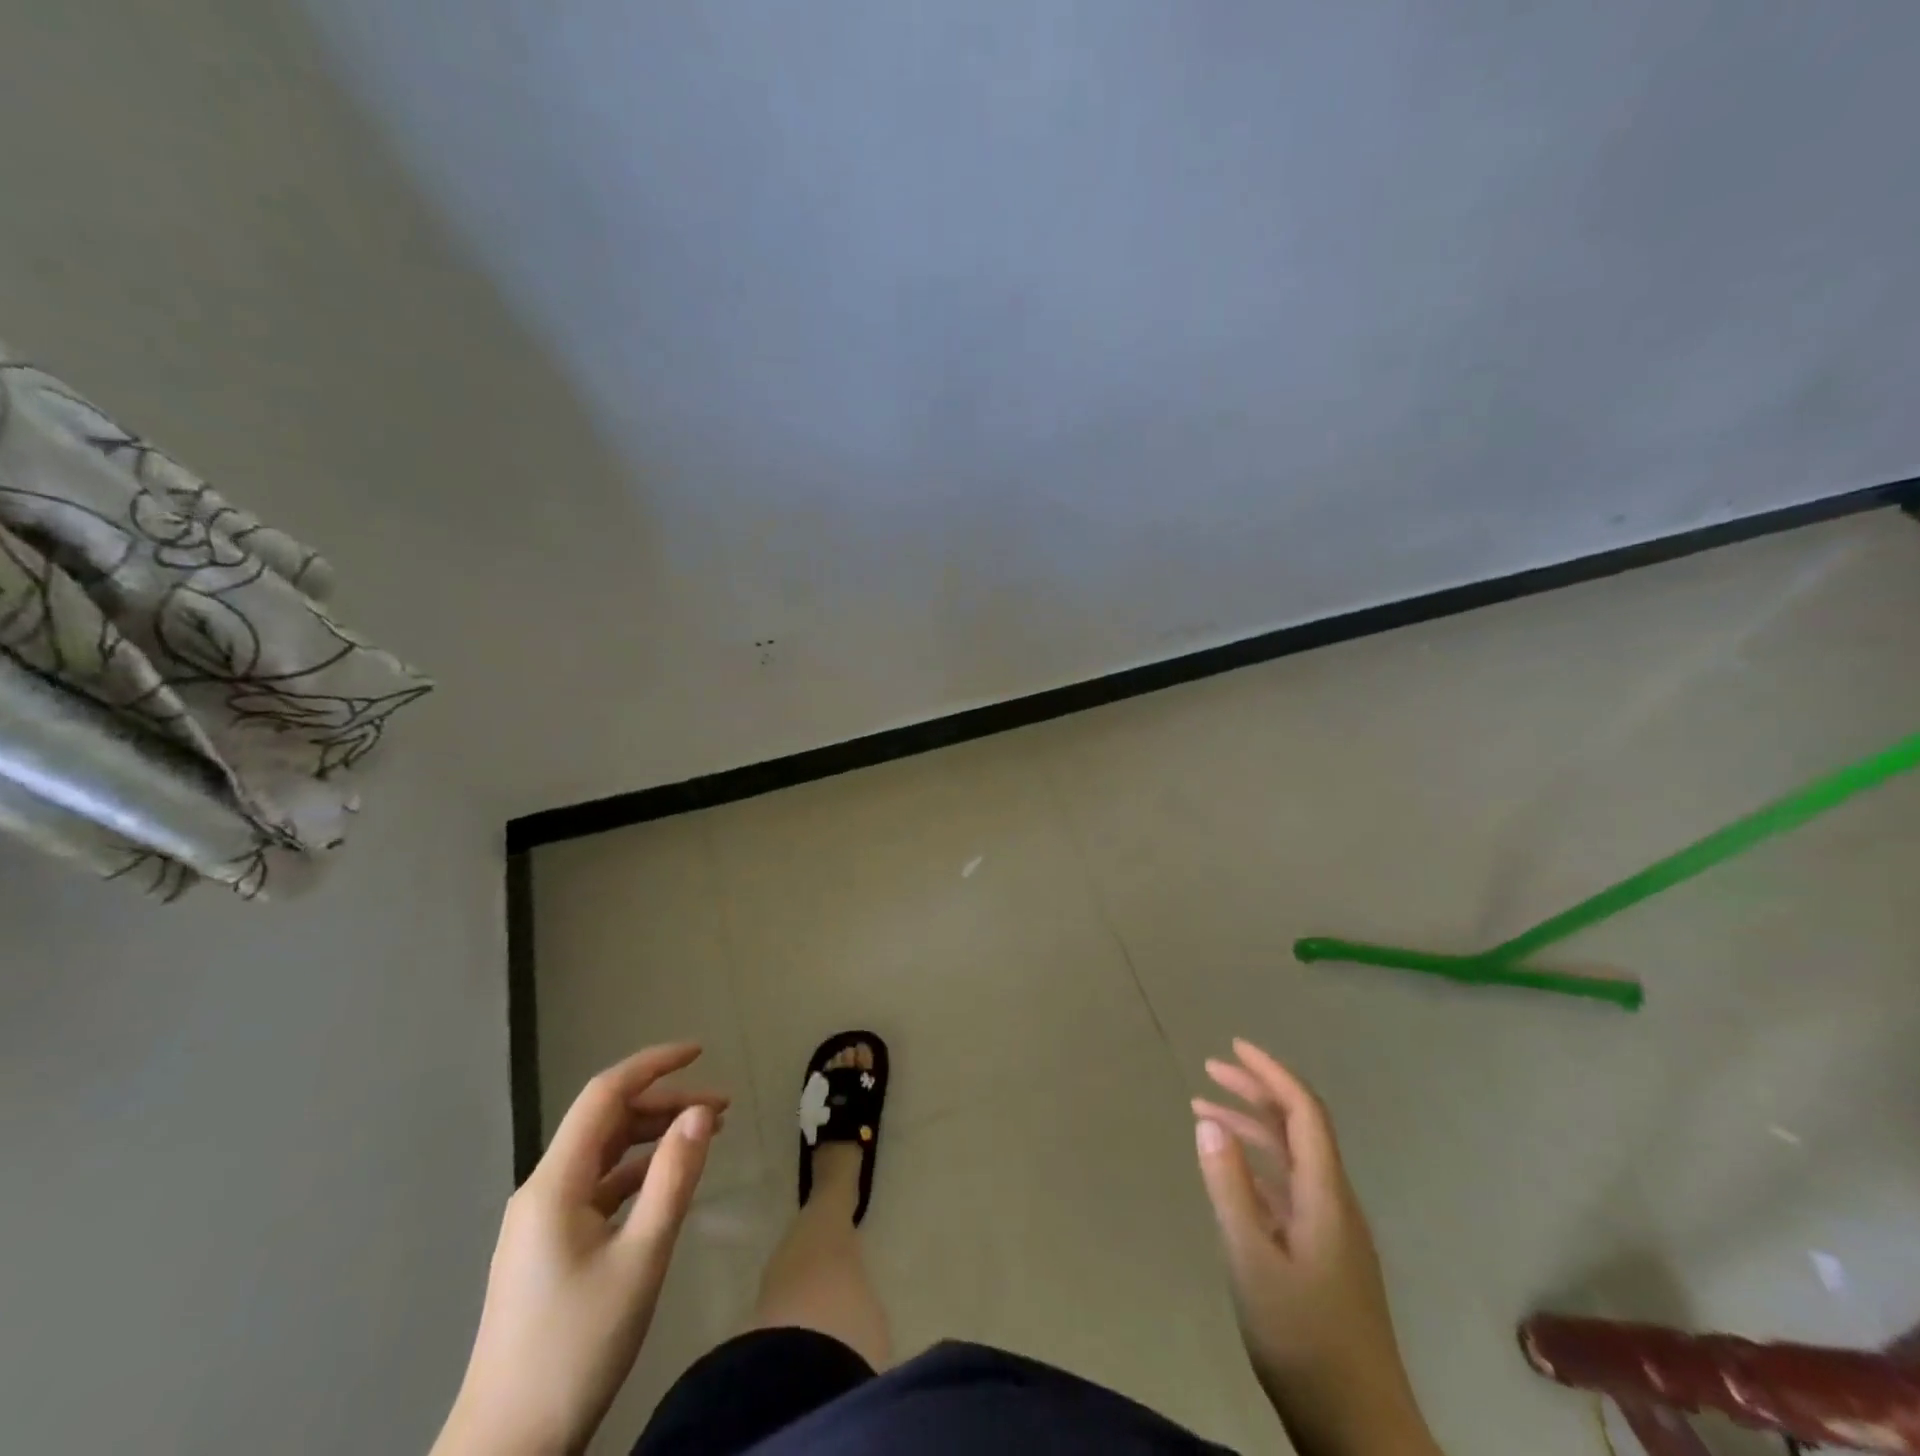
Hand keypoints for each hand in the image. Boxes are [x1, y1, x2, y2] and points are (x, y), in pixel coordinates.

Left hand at [433, 1044, 727, 1455]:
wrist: (506, 1453)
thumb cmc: (575, 1350)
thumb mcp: (640, 1260)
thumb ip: (673, 1178)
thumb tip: (701, 1112)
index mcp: (553, 1184)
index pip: (605, 1095)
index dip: (653, 1064)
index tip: (700, 1050)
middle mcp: (542, 1191)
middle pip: (607, 1122)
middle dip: (665, 1104)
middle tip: (723, 1110)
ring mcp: (542, 1222)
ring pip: (604, 1154)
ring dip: (654, 1136)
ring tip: (707, 1135)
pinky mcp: (550, 1248)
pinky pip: (599, 1188)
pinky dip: (638, 1172)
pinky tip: (670, 1180)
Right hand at [1192, 1039, 1439, 1455]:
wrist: (1360, 1431)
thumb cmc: (1304, 1340)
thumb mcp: (1252, 1259)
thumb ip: (1228, 1186)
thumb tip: (1208, 1122)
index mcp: (1326, 1195)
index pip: (1303, 1112)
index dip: (1271, 1073)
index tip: (1234, 1046)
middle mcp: (1334, 1203)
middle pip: (1298, 1128)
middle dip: (1256, 1092)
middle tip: (1210, 1070)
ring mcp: (1332, 1231)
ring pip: (1291, 1159)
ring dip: (1250, 1129)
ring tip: (1203, 1113)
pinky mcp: (1323, 1257)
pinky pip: (1288, 1189)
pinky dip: (1255, 1167)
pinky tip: (1229, 1173)